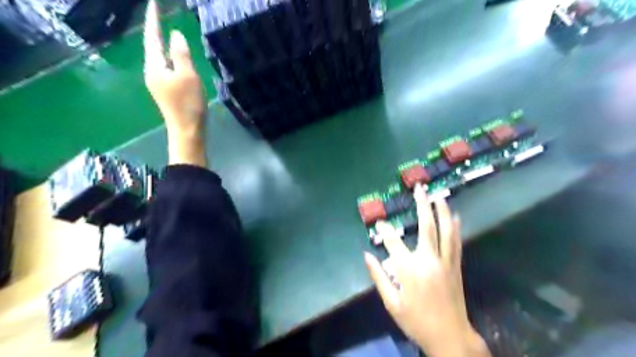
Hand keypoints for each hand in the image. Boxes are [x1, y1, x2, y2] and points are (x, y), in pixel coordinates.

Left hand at [143, 0, 205, 167]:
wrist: (187, 130)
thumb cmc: (189, 104)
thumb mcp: (188, 76)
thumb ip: (181, 54)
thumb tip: (175, 34)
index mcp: (155, 66)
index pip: (152, 37)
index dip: (153, 19)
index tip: (154, 3)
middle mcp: (152, 71)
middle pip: (152, 45)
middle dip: (154, 28)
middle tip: (159, 13)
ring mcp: (158, 81)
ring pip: (158, 56)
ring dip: (161, 41)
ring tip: (164, 28)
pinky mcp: (165, 89)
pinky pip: (165, 65)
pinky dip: (168, 55)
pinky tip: (174, 55)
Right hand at [362, 185, 490, 356]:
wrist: (449, 336)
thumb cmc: (416, 320)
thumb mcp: (391, 303)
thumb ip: (378, 277)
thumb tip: (366, 256)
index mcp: (409, 269)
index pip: (393, 242)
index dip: (384, 229)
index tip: (379, 221)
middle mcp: (428, 260)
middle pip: (426, 226)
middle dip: (422, 205)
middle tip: (419, 188)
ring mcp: (445, 261)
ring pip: (445, 230)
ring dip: (441, 210)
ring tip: (438, 195)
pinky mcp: (455, 266)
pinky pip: (456, 242)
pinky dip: (455, 227)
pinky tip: (454, 215)